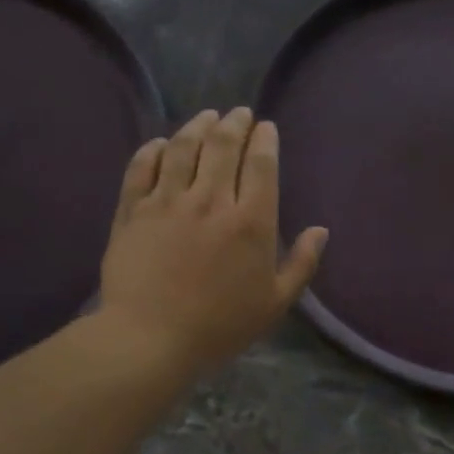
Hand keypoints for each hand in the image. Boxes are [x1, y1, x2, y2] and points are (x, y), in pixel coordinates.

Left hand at [99, 106, 327, 374]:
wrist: (150, 339)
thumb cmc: (220, 327)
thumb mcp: (274, 304)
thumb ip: (301, 264)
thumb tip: (321, 231)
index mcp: (251, 222)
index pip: (261, 164)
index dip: (264, 140)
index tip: (266, 128)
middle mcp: (210, 201)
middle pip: (222, 146)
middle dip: (234, 123)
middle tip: (238, 114)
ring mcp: (167, 202)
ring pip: (182, 148)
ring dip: (197, 126)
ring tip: (206, 117)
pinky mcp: (133, 211)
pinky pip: (141, 168)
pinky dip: (152, 150)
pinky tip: (160, 143)